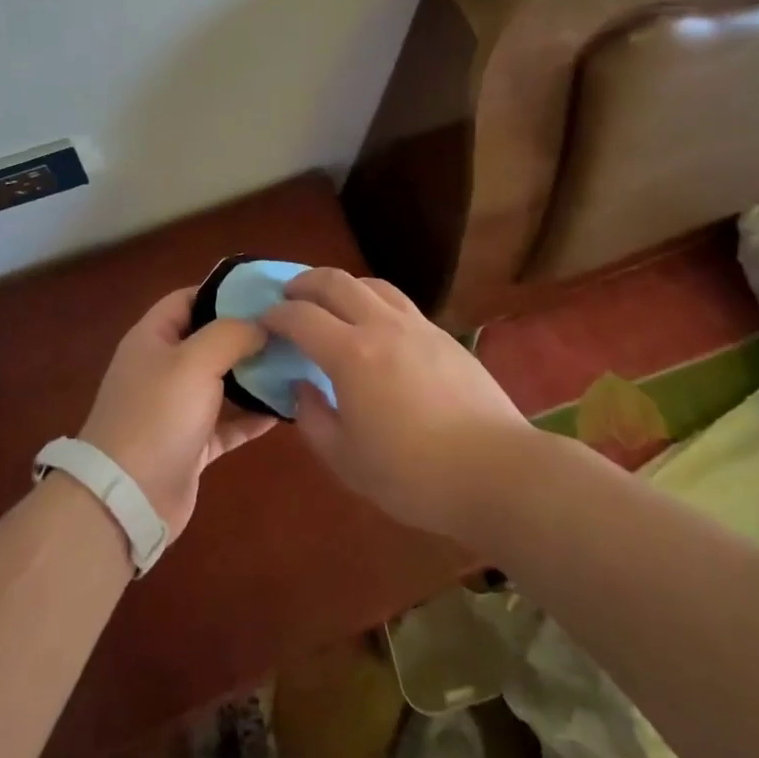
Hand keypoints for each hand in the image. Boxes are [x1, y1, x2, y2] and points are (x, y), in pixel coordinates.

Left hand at [78, 288, 278, 537]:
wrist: (127, 499)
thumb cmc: (158, 414)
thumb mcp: (195, 360)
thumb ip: (231, 333)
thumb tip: (261, 325)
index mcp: (153, 338)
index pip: (188, 298)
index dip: (224, 291)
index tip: (265, 291)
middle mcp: (163, 368)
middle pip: (209, 340)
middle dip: (247, 333)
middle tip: (290, 328)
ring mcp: (176, 408)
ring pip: (222, 382)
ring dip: (254, 375)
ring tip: (295, 363)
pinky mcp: (191, 444)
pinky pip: (228, 423)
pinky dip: (253, 416)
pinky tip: (286, 409)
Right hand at [262, 269, 532, 541]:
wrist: (496, 471)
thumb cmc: (414, 475)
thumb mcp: (347, 460)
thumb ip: (314, 419)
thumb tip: (302, 388)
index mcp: (351, 355)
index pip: (301, 317)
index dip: (276, 315)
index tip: (262, 321)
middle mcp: (381, 326)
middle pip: (336, 282)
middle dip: (305, 283)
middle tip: (289, 296)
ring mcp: (417, 326)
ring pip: (372, 284)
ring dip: (343, 286)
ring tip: (332, 302)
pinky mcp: (443, 336)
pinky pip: (399, 302)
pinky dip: (375, 300)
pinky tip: (376, 325)